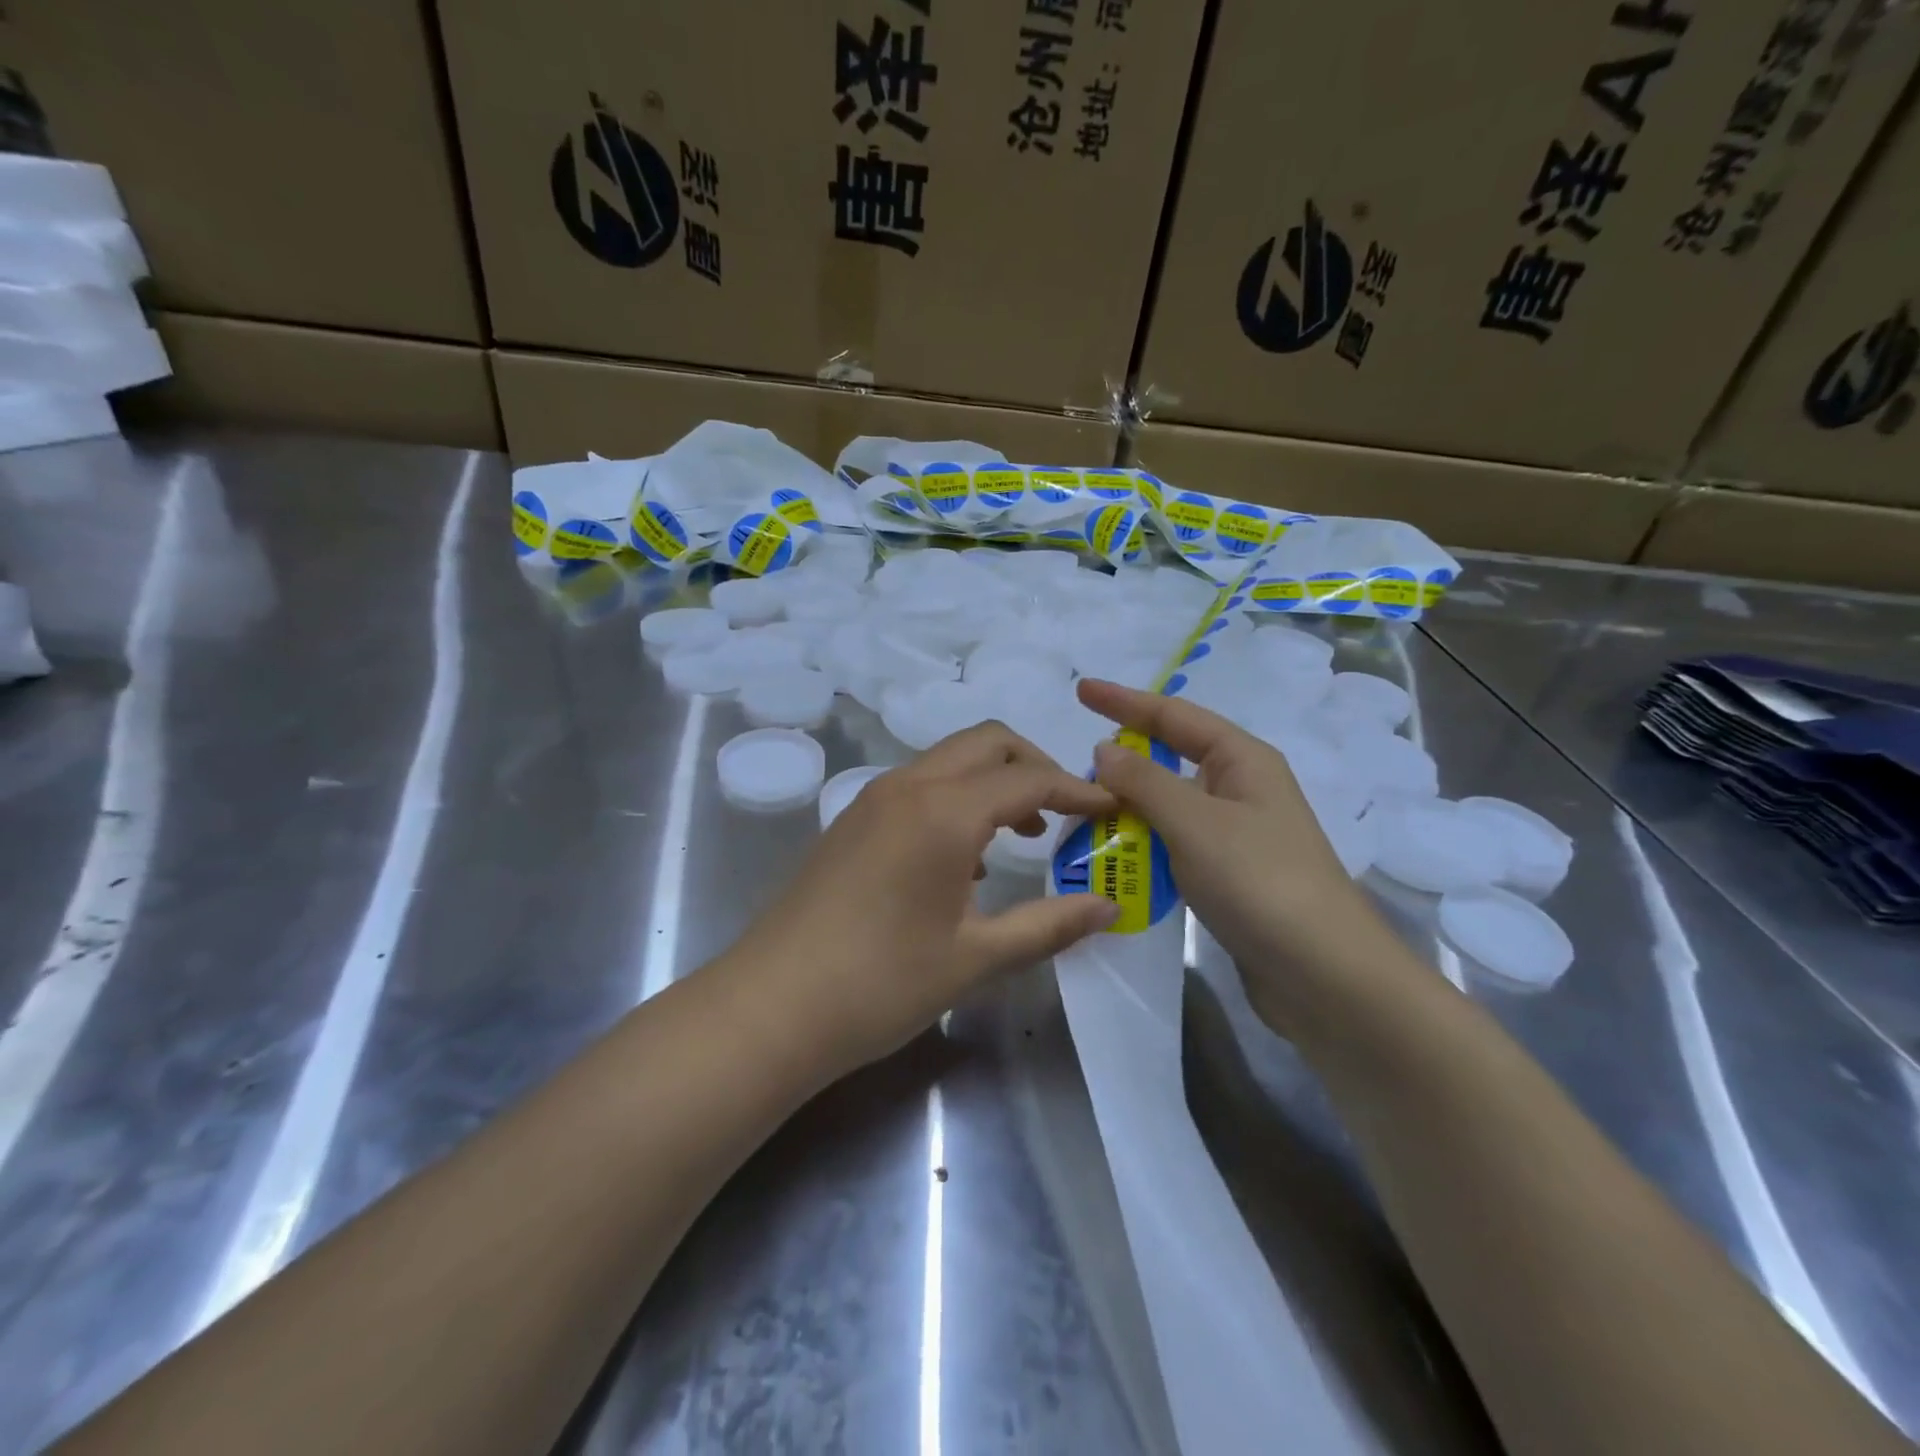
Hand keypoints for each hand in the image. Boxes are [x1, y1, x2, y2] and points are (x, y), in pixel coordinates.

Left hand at [728, 722, 1120, 1079]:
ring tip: (1022, 834)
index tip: (1111, 808)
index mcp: (944, 811)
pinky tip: (965, 859)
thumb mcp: (976, 957)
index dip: (1077, 790)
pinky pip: (919, 786)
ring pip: (949, 761)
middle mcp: (908, 786)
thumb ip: (1049, 925)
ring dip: (993, 781)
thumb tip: (1109, 907)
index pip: (1028, 779)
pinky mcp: (852, 820)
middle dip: (1034, 766)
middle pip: (986, 743)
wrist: (772, 1007)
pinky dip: (957, 799)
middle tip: (1066, 812)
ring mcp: (873, 799)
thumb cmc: (881, 983)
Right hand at [1078, 679, 1403, 1002]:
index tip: (1080, 689)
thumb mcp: (1195, 822)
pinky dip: (1144, 843)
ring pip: (1170, 804)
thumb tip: (1104, 749)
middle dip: (1125, 758)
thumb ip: (1144, 782)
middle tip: (1074, 764)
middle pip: (1172, 758)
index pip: (1174, 716)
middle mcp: (1241, 788)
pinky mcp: (1230, 874)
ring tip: (1082, 811)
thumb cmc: (1260, 881)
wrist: (1323, 973)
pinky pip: (1175, 842)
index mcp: (1243, 760)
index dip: (1124, 701)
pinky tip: (1114, 855)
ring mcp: (1237, 833)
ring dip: (1130, 807)